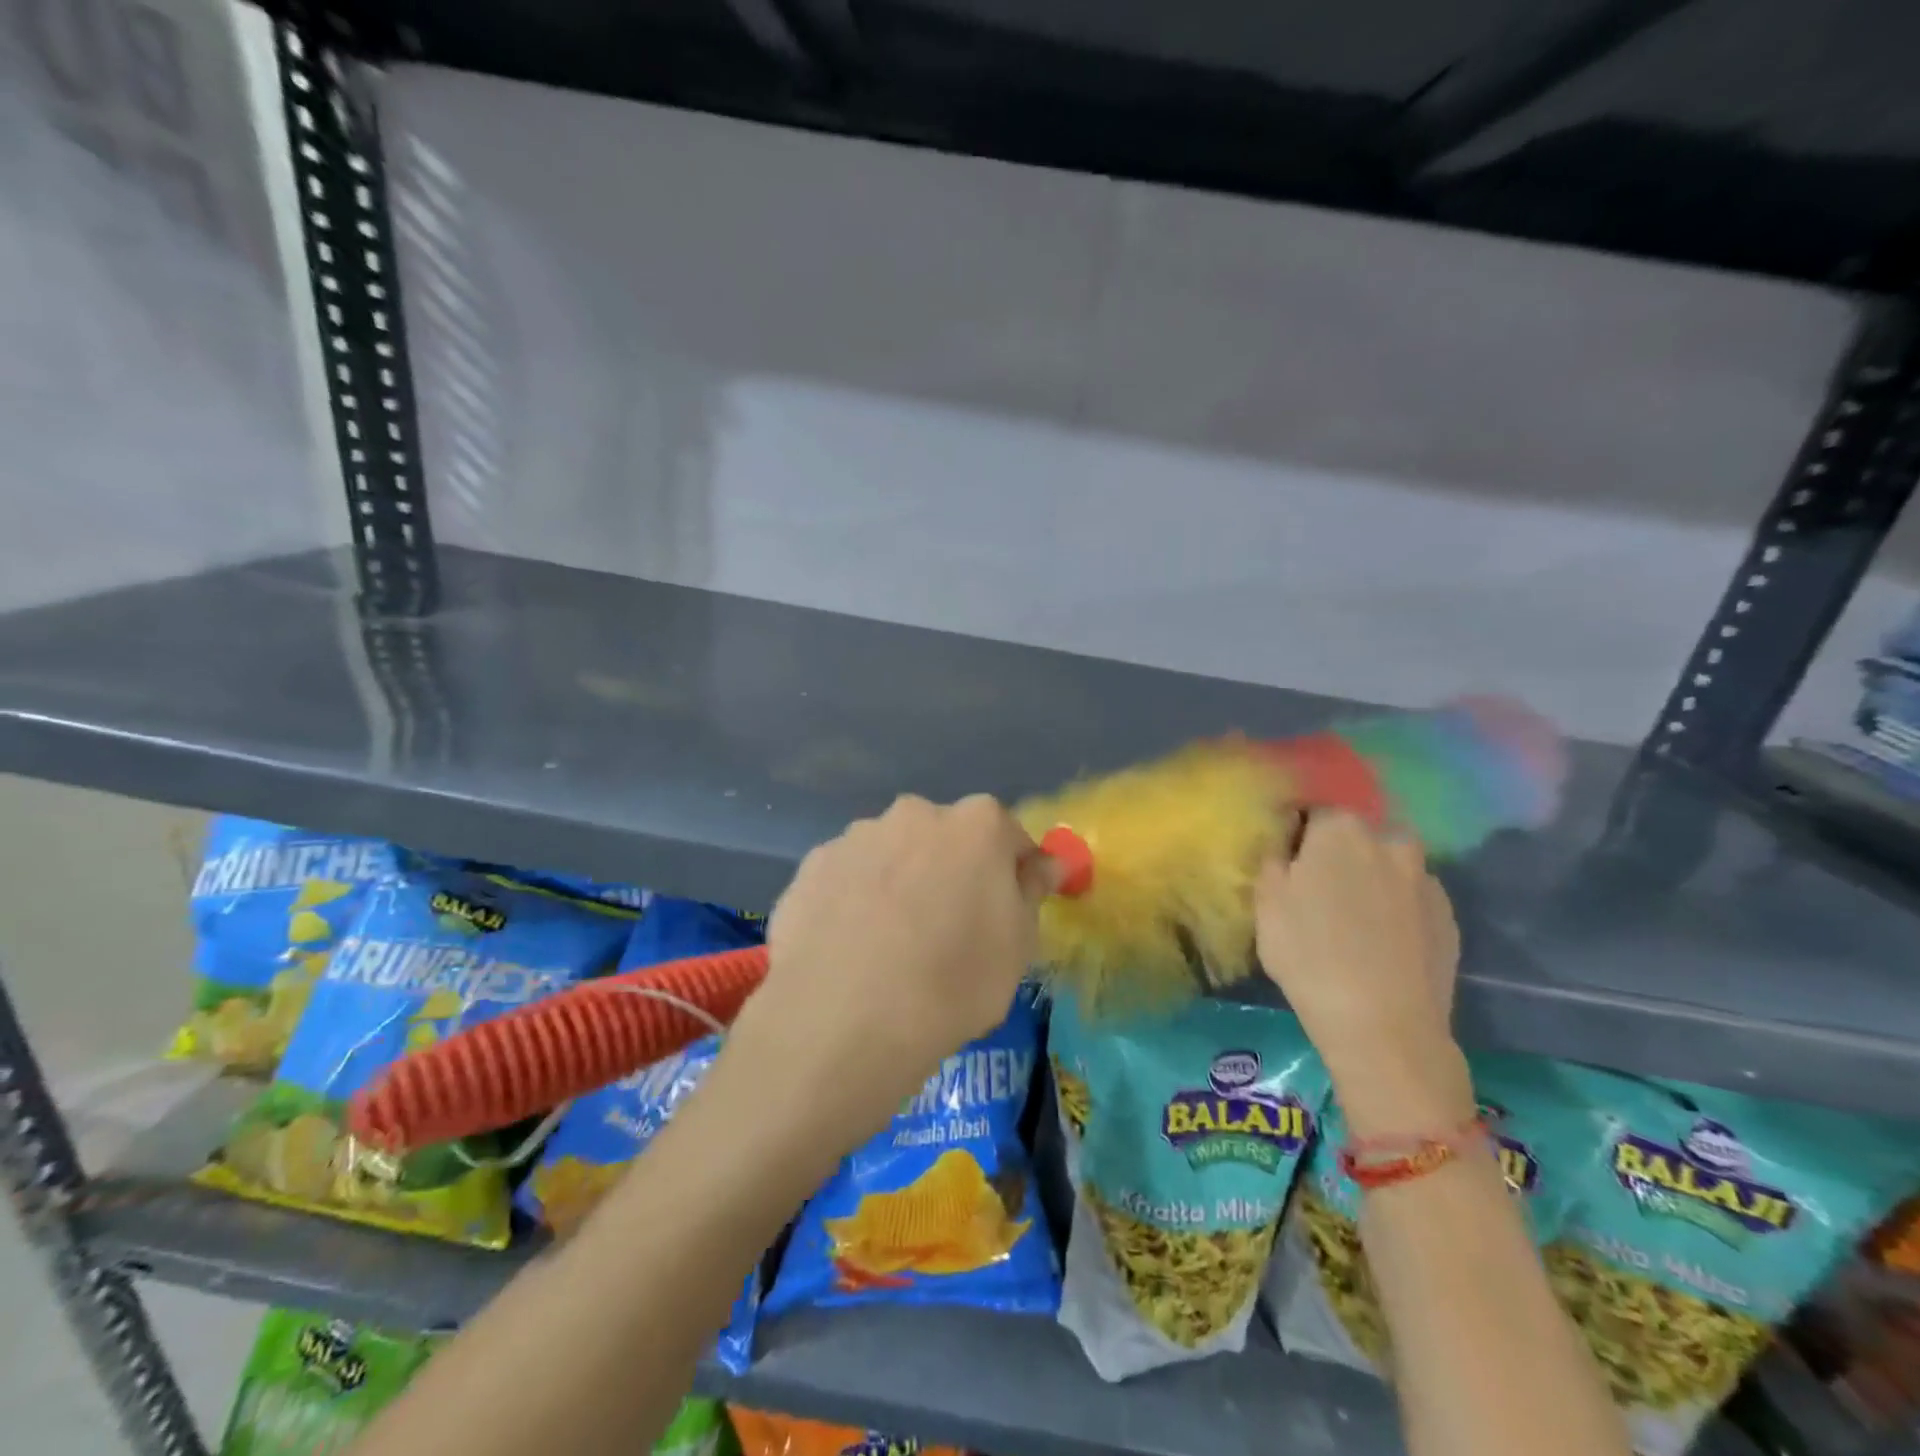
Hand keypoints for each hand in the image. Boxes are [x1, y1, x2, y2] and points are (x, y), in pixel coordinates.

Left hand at [727, 794, 1056, 1154]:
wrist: (844, 1020)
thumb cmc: (952, 983)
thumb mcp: (1017, 947)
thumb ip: (1030, 892)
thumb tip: (1043, 864)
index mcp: (975, 825)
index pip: (1007, 835)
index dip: (1011, 872)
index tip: (1006, 910)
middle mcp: (914, 814)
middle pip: (944, 837)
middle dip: (950, 870)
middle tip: (946, 929)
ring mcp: (856, 836)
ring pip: (892, 854)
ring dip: (899, 882)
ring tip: (888, 946)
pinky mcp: (812, 866)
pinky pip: (848, 878)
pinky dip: (854, 901)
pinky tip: (849, 948)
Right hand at [1254, 812, 1468, 1135]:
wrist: (1384, 1025)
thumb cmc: (1309, 956)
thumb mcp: (1265, 904)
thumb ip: (1273, 860)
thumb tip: (1284, 845)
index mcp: (1341, 830)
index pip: (1314, 810)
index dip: (1297, 833)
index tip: (1286, 860)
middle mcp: (1390, 841)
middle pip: (1357, 834)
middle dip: (1338, 851)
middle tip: (1319, 889)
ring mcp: (1425, 879)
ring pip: (1389, 864)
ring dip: (1371, 877)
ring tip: (1353, 917)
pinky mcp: (1449, 916)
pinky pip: (1411, 897)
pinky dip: (1396, 907)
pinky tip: (1380, 940)